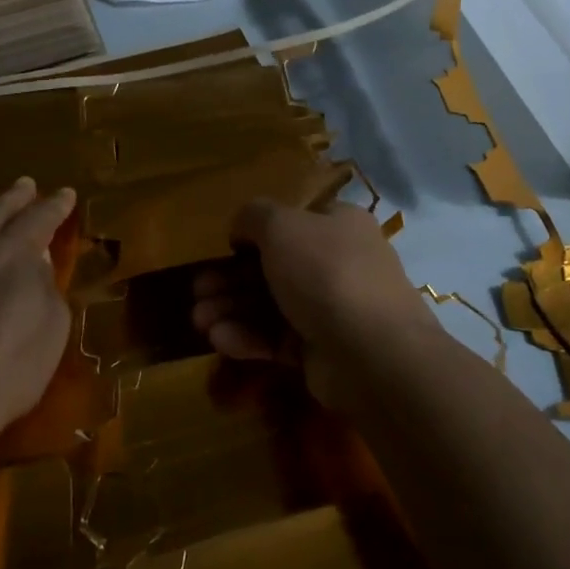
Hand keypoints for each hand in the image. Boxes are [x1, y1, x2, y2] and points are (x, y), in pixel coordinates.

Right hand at [190, 198, 440, 411]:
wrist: (372, 352)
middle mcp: (338, 264)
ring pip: (271, 305)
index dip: (254, 235)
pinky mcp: (321, 351)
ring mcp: (331, 310)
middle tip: (197, 291)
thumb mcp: (282, 225)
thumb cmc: (326, 272)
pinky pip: (278, 338)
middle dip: (229, 280)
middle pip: (273, 268)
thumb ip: (254, 216)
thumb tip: (242, 230)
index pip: (292, 224)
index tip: (225, 249)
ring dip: (231, 309)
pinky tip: (220, 339)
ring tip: (198, 320)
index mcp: (338, 226)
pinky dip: (248, 337)